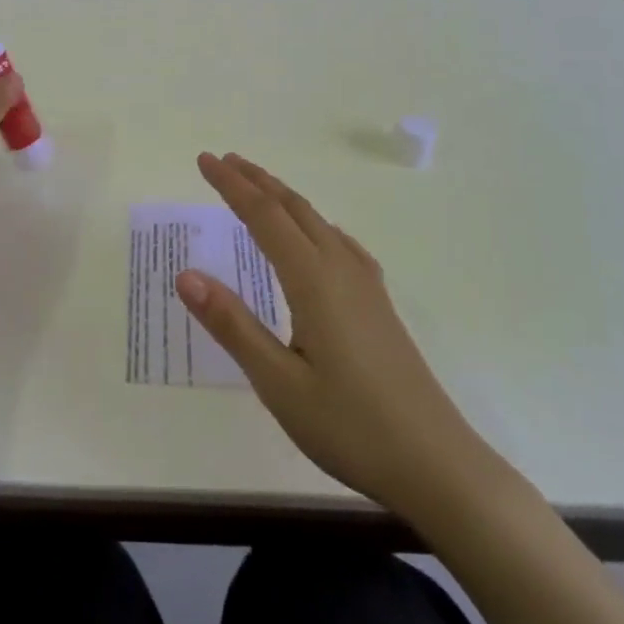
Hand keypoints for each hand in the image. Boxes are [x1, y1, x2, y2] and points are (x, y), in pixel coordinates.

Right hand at [177, 153, 496, 523]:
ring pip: (318, 221)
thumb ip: (232, 325)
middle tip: (223, 161)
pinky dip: (312, 223)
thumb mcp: (278, 383)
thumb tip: (186, 275)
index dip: (231, 185)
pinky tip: (315, 239)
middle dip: (256, 180)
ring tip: (258, 188)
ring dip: (283, 198)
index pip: (264, 216)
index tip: (204, 159)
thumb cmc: (350, 426)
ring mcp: (366, 285)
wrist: (437, 464)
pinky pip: (339, 242)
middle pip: (293, 208)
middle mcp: (341, 269)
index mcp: (313, 280)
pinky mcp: (379, 304)